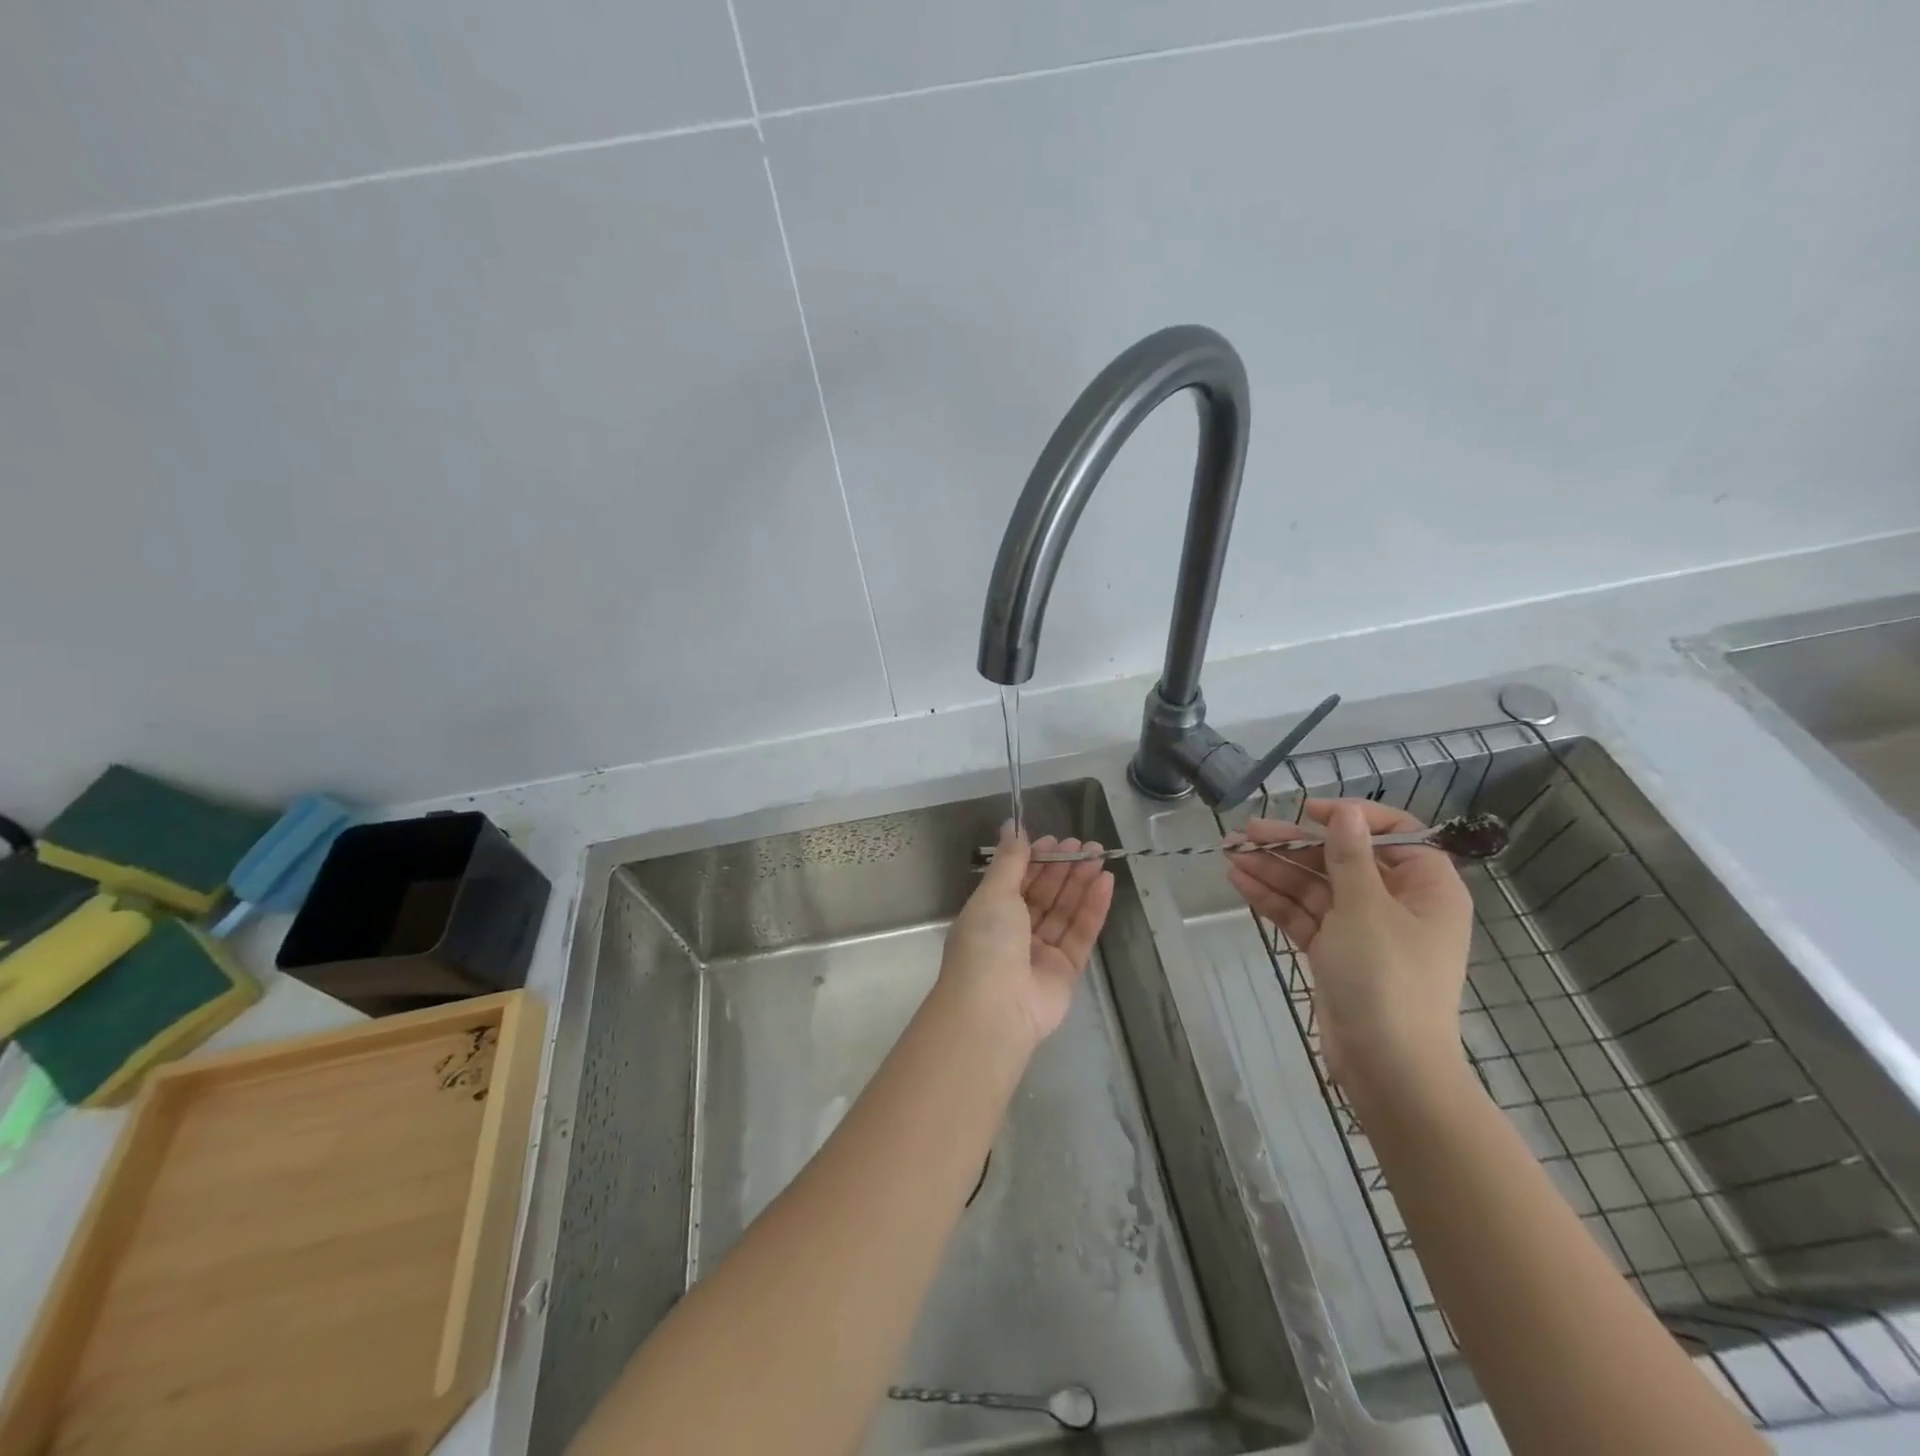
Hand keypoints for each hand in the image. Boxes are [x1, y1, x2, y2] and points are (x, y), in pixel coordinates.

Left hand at [940, 824, 1114, 1048]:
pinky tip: (1106, 883)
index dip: (1035, 859)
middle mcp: (1014, 933)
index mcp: (990, 914)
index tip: (1054, 840)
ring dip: (1081, 883)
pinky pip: (1081, 933)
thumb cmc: (986, 943)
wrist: (995, 1009)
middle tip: (1085, 845)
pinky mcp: (1066, 971)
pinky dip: (1093, 908)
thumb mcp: (994, 893)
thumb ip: (1009, 860)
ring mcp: (1041, 953)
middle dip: (1063, 868)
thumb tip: (1012, 826)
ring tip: (1099, 856)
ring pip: (1064, 911)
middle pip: (1044, 894)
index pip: (1017, 880)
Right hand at [1225, 799, 1472, 1096]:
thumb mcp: (1366, 908)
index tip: (1308, 811)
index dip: (1351, 818)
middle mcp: (1396, 903)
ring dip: (1275, 870)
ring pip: (1316, 887)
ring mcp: (1363, 930)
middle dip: (1293, 845)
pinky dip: (1274, 899)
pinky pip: (1304, 915)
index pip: (1394, 834)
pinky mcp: (1335, 953)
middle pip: (1342, 860)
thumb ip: (1350, 856)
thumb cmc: (1387, 978)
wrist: (1387, 1067)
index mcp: (1426, 887)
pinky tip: (1240, 881)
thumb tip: (1347, 812)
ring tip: (1230, 853)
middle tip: (1247, 831)